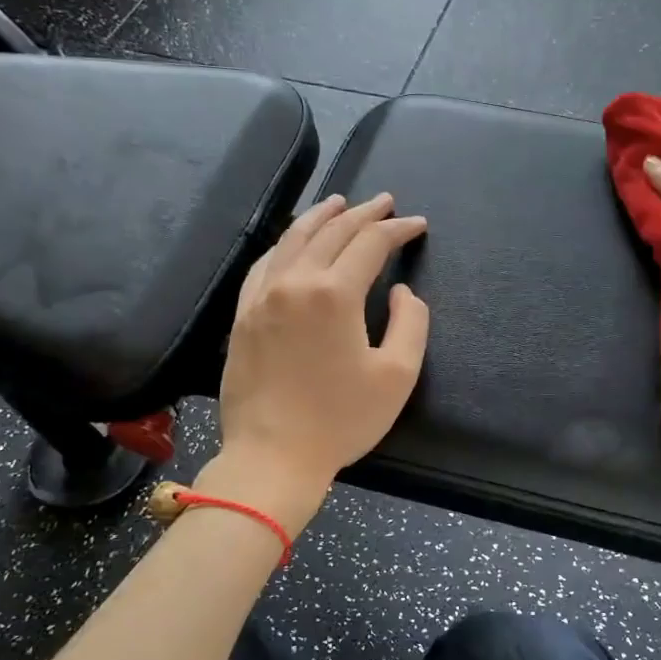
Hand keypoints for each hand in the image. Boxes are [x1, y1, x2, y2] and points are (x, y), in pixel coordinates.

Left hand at [209, 193, 429, 530]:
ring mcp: (262, 296)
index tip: (418, 224)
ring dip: (321, 217)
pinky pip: (265, 263)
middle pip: (332, 232)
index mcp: (334, 294)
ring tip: (340, 203)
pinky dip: (285, 243)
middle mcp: (294, 282)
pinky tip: (293, 242)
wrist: (271, 457)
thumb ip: (410, 323)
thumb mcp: (397, 375)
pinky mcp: (242, 315)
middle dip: (363, 213)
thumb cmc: (341, 420)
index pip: (371, 243)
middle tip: (385, 202)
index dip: (398, 229)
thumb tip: (400, 292)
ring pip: (292, 239)